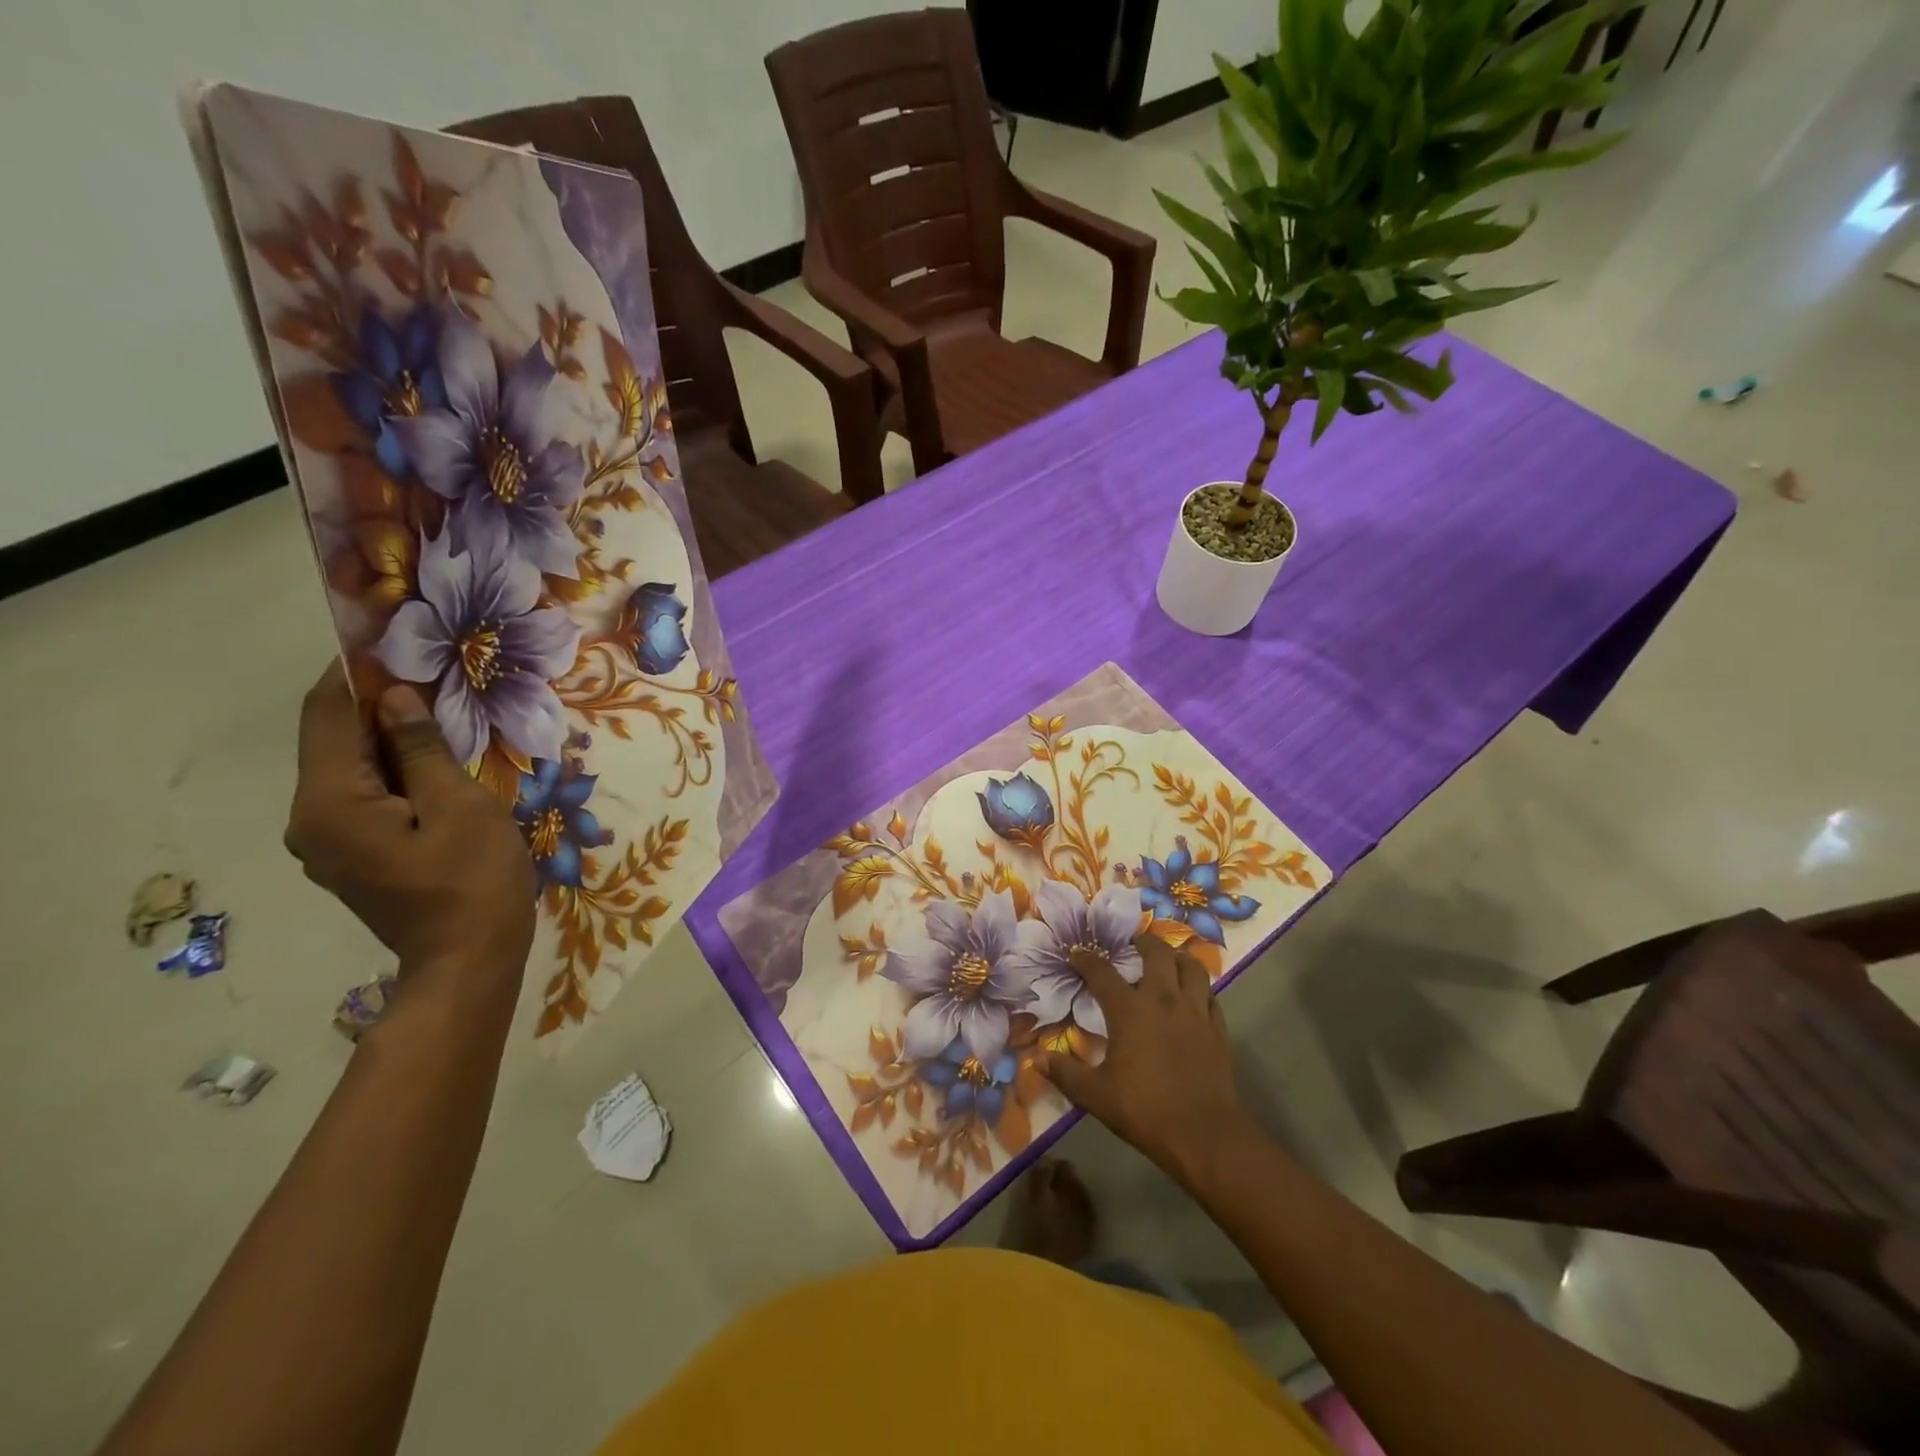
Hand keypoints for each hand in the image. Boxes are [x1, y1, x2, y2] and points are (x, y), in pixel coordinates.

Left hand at [284, 662, 536, 998]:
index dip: (357, 672)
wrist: (468, 960)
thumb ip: (421, 748)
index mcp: (330, 802)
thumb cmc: (473, 879)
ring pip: (351, 767)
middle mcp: (311, 817)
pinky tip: (436, 762)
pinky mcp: (352, 854)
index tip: (398, 642)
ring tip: (443, 714)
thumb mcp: (459, 805)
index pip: (328, 715)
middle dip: (379, 702)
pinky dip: (394, 769)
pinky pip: (364, 795)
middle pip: (335, 739)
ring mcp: (328, 841)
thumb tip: (396, 696)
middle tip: (436, 676)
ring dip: (390, 736)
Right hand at [1038, 932, 1255, 1186]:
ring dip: (1178, 957)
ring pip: (1191, 966)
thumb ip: (1065, 1073)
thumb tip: (1034, 1058)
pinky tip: (1194, 995)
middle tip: (1133, 941)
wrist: (1204, 1135)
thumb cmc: (1144, 1109)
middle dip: (1143, 941)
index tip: (1076, 953)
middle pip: (1156, 953)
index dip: (1086, 959)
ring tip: (1169, 958)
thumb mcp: (1095, 1095)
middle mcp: (1163, 999)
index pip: (1102, 972)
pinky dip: (1200, 987)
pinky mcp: (1217, 1027)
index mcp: (1129, 1010)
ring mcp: (1195, 1011)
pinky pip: (1210, 995)